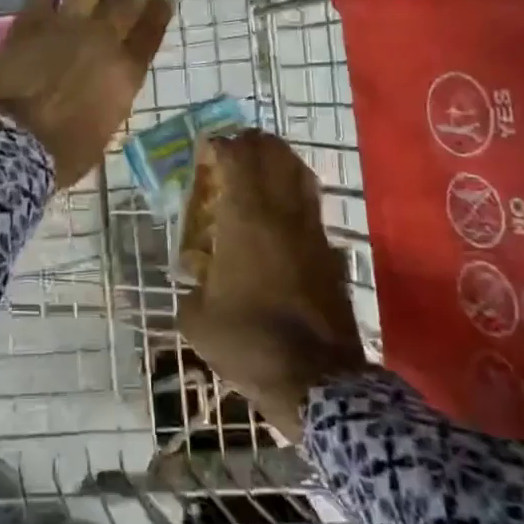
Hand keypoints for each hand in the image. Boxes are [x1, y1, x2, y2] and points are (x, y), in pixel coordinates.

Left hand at [0, 0, 170, 189]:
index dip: (158, 10)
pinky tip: (50, 2)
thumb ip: (112, 94)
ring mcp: (66, 25)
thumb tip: (107, 81)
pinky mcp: (31, 21)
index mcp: (126, 71)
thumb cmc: (65, 153)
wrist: (16, 145)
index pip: (151, 29)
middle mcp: (103, 39)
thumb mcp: (106, 127)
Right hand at [178, 130, 368, 441]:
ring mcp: (312, 230)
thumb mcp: (197, 319)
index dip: (220, 145)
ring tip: (260, 169)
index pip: (237, 157)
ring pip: (300, 175)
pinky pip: (312, 207)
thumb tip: (194, 281)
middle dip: (252, 144)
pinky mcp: (331, 252)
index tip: (206, 149)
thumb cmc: (248, 342)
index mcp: (246, 218)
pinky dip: (296, 197)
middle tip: (232, 150)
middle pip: (274, 154)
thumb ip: (192, 289)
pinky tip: (282, 216)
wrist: (316, 379)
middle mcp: (282, 213)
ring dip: (279, 162)